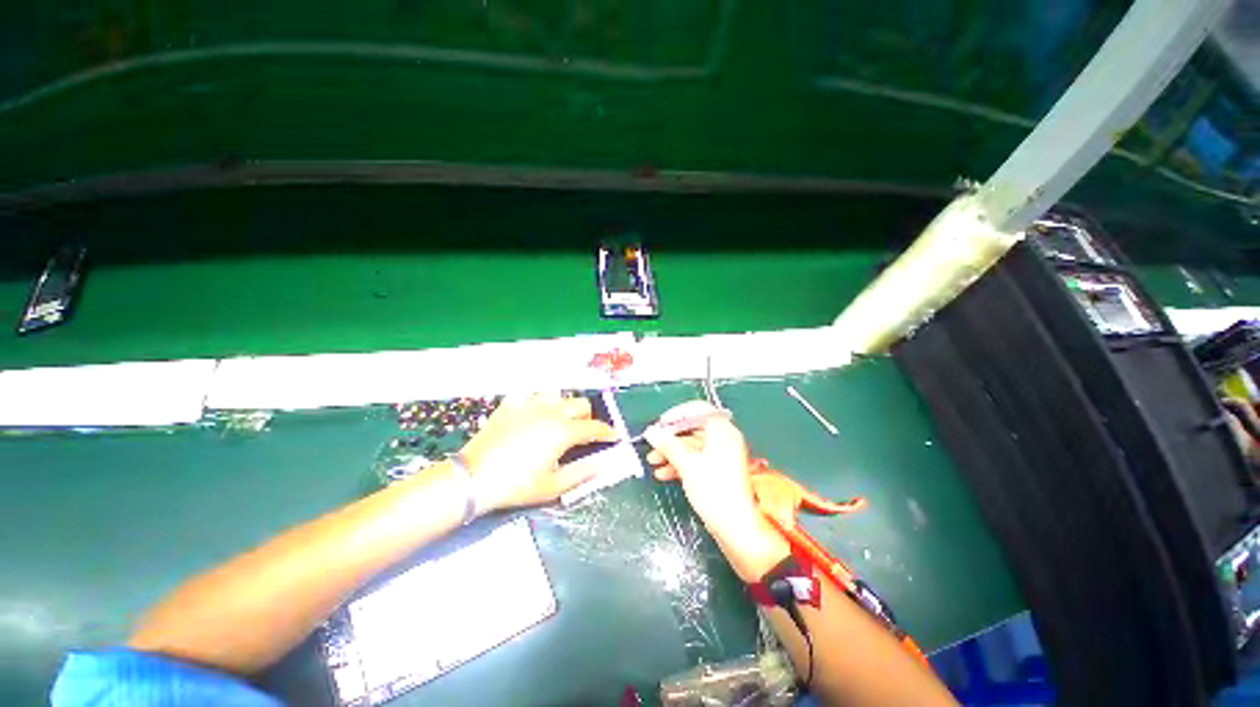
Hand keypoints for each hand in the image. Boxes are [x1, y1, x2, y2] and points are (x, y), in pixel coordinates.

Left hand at [459, 393, 617, 513]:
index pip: (594, 427)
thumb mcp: (553, 486)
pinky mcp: (510, 404)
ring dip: (564, 406)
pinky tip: (533, 412)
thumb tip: (605, 463)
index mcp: (563, 431)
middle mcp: (550, 412)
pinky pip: (530, 393)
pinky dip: (537, 401)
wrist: (473, 478)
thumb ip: (583, 472)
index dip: (607, 432)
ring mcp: (529, 404)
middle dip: (587, 417)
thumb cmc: (516, 485)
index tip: (614, 436)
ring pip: (558, 395)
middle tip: (583, 433)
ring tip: (558, 421)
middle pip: (580, 404)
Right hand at [645, 401, 789, 580]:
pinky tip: (664, 473)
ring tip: (653, 461)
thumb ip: (668, 445)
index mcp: (722, 430)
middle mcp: (724, 438)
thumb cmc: (713, 490)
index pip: (698, 410)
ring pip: (693, 446)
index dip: (676, 414)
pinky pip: (697, 459)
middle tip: (653, 444)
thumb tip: (651, 431)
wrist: (735, 527)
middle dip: (671, 437)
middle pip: (693, 429)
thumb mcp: (686, 464)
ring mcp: (723, 455)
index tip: (660, 424)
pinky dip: (681, 463)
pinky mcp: (719, 470)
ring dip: (672, 452)